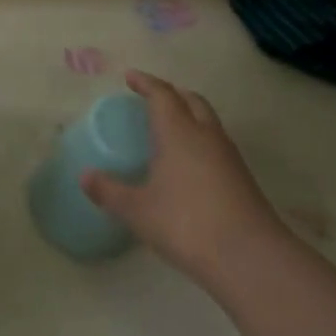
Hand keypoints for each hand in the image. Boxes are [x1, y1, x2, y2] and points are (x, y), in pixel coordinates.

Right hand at [81, 70, 284, 283]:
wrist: (250, 258)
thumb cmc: (186, 224)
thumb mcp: (138, 210)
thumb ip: (109, 191)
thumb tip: (84, 176)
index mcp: (179, 132)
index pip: (162, 94)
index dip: (145, 82)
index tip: (130, 77)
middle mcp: (206, 135)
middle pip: (191, 100)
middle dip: (171, 93)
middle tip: (152, 97)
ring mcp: (229, 157)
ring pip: (208, 121)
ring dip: (189, 115)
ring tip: (169, 128)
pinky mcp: (242, 179)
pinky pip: (217, 144)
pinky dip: (200, 139)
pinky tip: (189, 163)